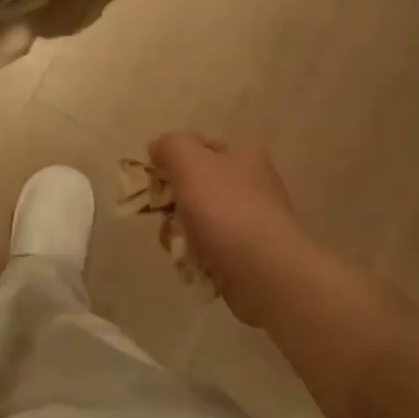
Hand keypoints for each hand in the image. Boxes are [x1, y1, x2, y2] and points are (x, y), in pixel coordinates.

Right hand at [148, 132, 308, 324]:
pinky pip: (209, 246)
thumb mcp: (190, 162)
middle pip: (194, 184)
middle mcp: (251, 183)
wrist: (265, 272)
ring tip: (178, 244)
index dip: (169, 160)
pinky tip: (193, 261)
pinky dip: (195, 253)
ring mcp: (251, 220)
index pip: (196, 146)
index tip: (153, 182)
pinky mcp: (247, 252)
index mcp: (243, 155)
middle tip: (164, 216)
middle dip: (171, 202)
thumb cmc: (225, 209)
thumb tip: (158, 149)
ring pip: (197, 218)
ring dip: (179, 231)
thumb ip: (170, 145)